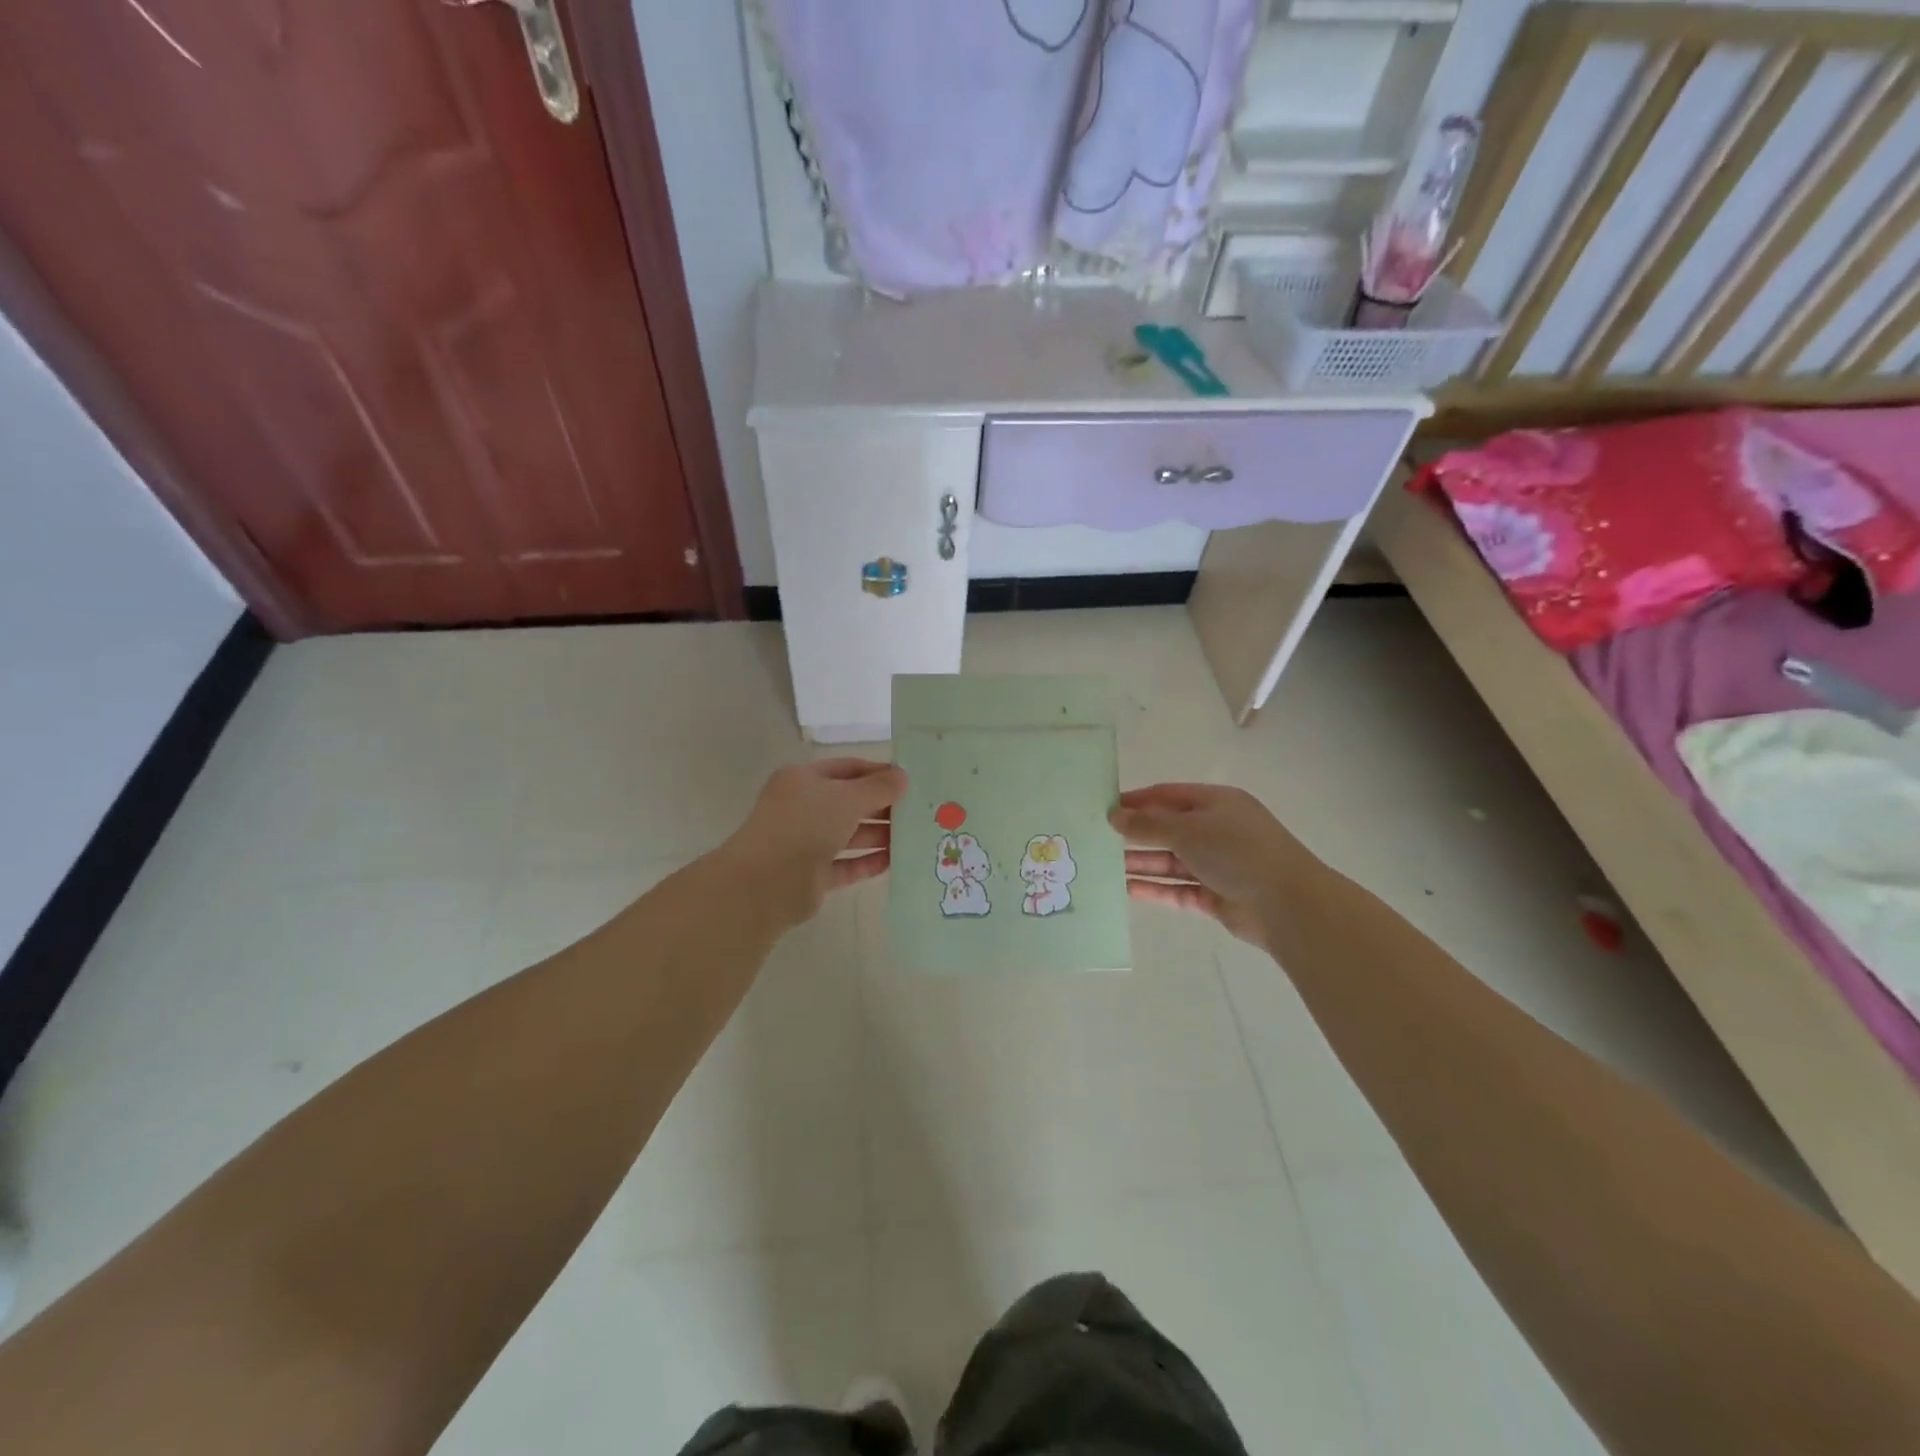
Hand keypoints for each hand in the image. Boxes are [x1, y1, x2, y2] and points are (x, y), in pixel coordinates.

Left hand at [721, 759, 905, 929]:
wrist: (767, 883)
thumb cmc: (805, 825)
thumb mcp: (847, 798)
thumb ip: (878, 787)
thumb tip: (903, 776)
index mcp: (803, 780)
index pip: (848, 768)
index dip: (878, 772)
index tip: (910, 779)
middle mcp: (803, 808)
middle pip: (850, 802)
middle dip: (883, 806)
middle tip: (918, 810)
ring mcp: (806, 842)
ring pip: (850, 835)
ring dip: (879, 835)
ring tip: (914, 836)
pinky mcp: (813, 875)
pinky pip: (847, 864)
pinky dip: (868, 862)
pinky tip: (895, 861)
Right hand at [1110, 783, 1310, 948]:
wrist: (1288, 904)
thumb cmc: (1237, 851)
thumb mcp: (1187, 829)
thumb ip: (1148, 824)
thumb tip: (1114, 816)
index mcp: (1216, 803)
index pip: (1167, 795)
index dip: (1136, 801)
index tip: (1103, 808)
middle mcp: (1217, 830)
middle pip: (1168, 829)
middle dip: (1135, 834)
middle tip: (1097, 840)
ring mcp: (1218, 864)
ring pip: (1171, 861)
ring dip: (1141, 863)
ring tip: (1104, 866)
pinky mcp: (1216, 895)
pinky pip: (1178, 889)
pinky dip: (1155, 889)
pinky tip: (1126, 889)